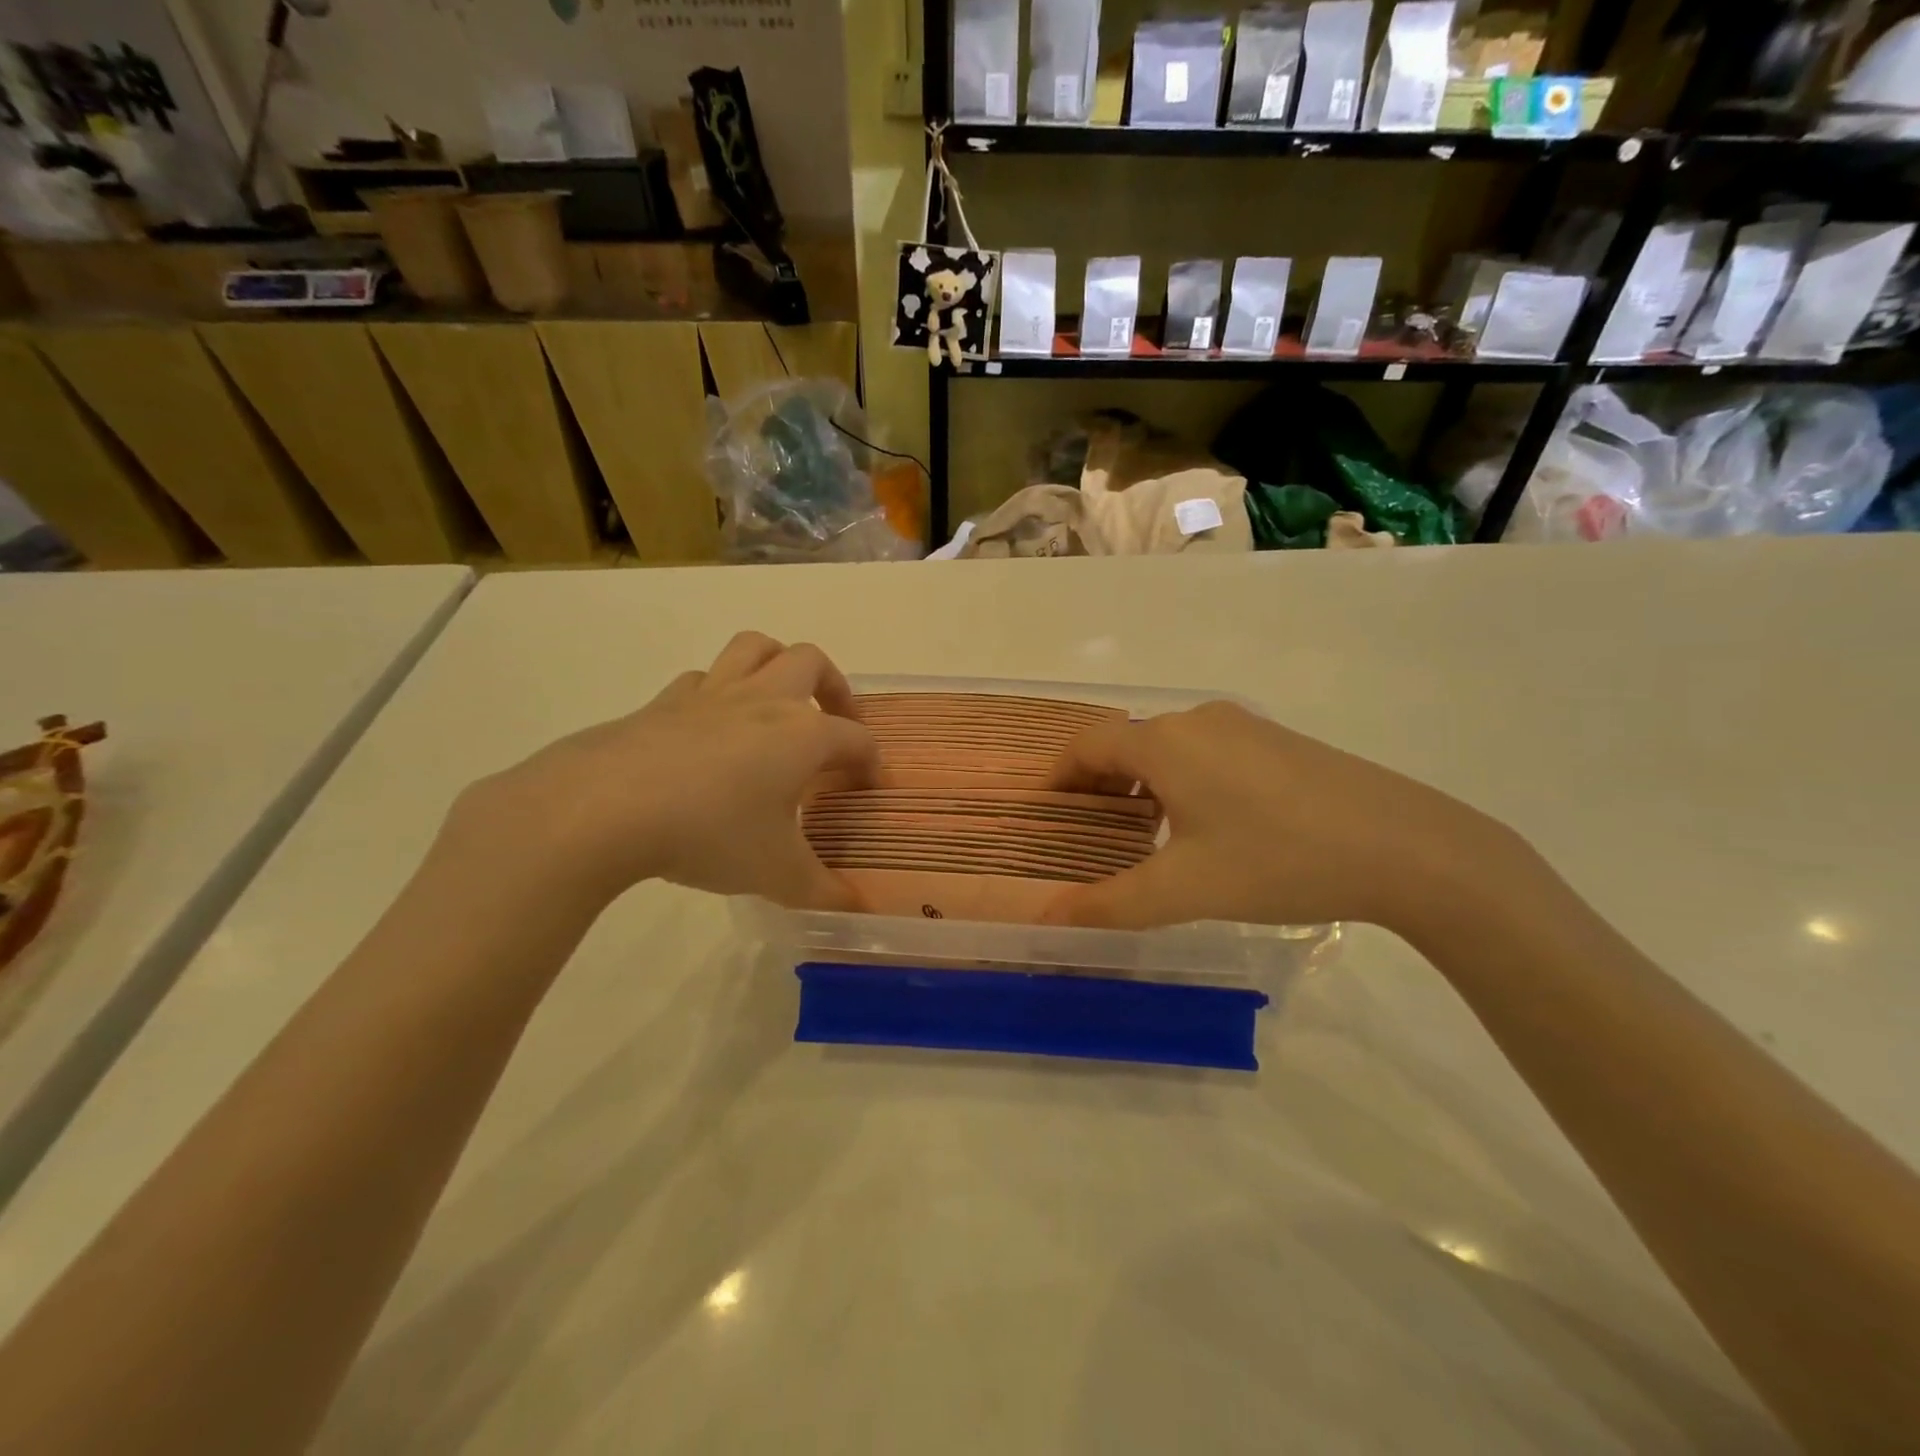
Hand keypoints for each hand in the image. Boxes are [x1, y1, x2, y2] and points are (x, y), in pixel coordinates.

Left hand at [446, 632, 876, 911]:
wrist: (605, 808)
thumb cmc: (710, 833)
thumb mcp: (777, 874)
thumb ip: (823, 891)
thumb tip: (856, 909)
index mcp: (804, 734)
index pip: (856, 738)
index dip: (871, 762)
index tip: (870, 787)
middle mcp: (764, 700)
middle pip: (811, 662)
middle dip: (835, 687)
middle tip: (834, 724)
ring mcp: (712, 695)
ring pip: (754, 647)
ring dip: (777, 664)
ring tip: (780, 700)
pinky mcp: (664, 702)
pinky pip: (703, 679)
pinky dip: (719, 692)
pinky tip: (713, 726)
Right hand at [1042, 701, 1523, 933]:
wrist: (1406, 846)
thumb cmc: (1277, 860)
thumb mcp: (1185, 890)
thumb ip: (1109, 905)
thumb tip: (1044, 922)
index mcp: (1164, 743)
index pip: (1088, 743)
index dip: (1059, 773)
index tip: (1047, 808)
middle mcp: (1197, 721)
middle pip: (1127, 742)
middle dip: (1099, 782)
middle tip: (1091, 831)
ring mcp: (1243, 726)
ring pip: (1169, 746)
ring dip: (1143, 780)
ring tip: (1144, 832)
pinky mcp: (1278, 740)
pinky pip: (1207, 750)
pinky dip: (1183, 777)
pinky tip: (1207, 823)